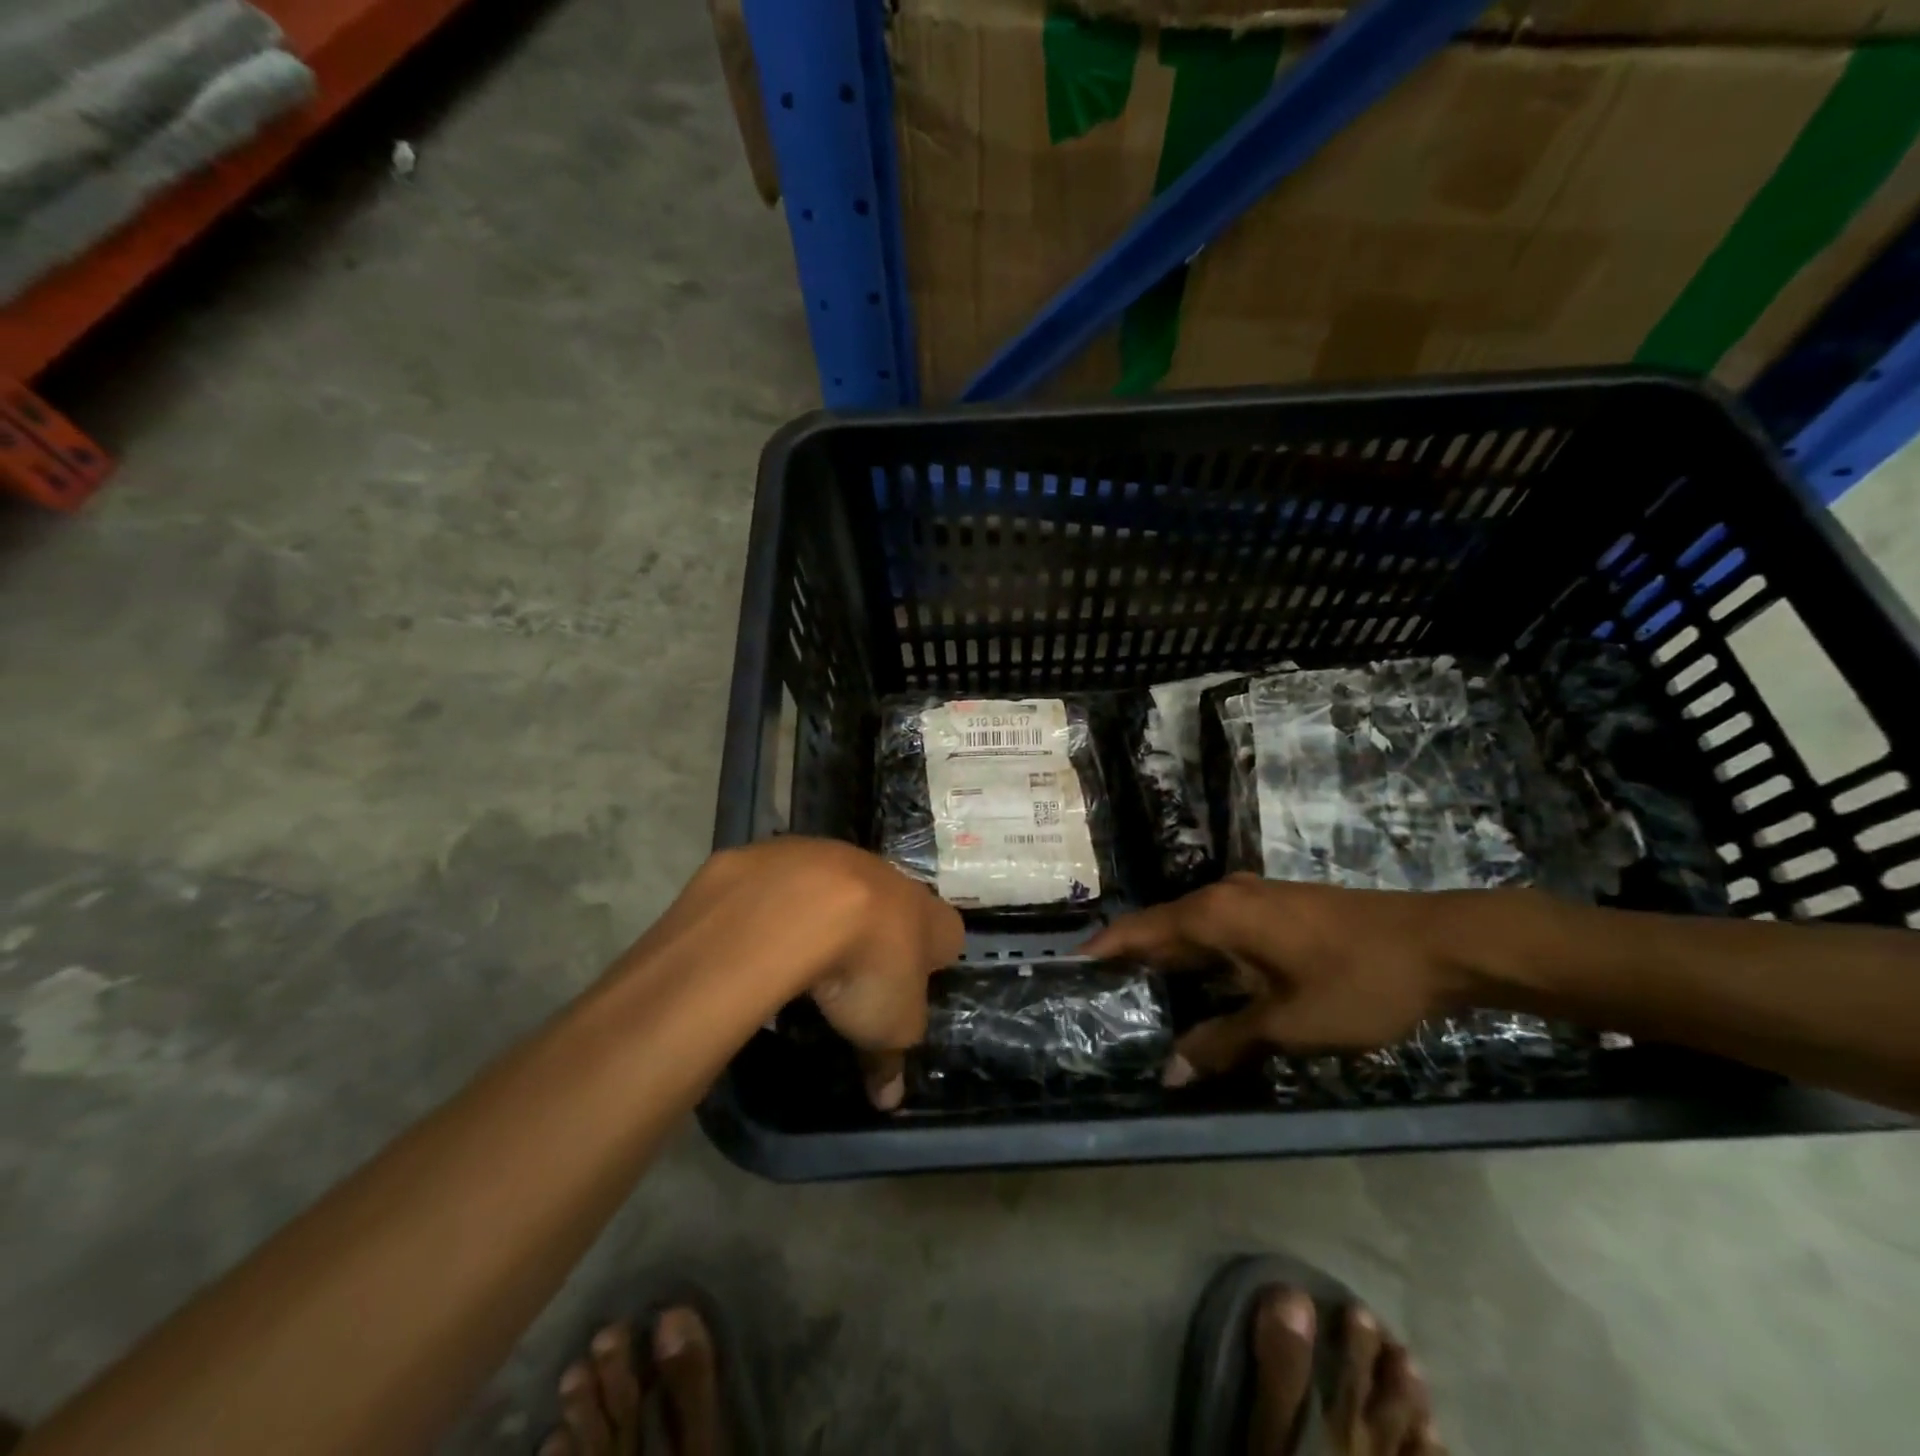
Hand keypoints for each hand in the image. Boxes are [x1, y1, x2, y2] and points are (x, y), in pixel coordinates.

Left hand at [683, 839, 964, 1108]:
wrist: (799, 906)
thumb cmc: (867, 969)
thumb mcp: (887, 1030)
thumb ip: (890, 1060)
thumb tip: (888, 1099)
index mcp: (930, 916)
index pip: (949, 934)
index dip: (934, 960)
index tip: (911, 988)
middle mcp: (891, 877)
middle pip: (896, 904)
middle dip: (880, 933)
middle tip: (858, 975)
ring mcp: (839, 856)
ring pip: (843, 885)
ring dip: (831, 913)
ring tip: (806, 955)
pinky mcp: (788, 851)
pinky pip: (791, 881)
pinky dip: (783, 903)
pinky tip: (765, 934)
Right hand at [1085, 874, 1505, 1081]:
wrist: (1440, 944)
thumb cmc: (1357, 981)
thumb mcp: (1288, 1024)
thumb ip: (1224, 1043)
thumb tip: (1170, 1073)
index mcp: (1214, 915)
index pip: (1138, 931)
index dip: (1100, 952)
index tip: (1065, 973)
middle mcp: (1223, 898)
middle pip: (1159, 928)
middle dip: (1128, 962)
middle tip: (1096, 999)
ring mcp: (1252, 900)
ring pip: (1190, 931)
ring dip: (1164, 962)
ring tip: (1137, 1000)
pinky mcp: (1275, 911)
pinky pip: (1218, 933)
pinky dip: (1197, 960)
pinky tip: (1198, 989)